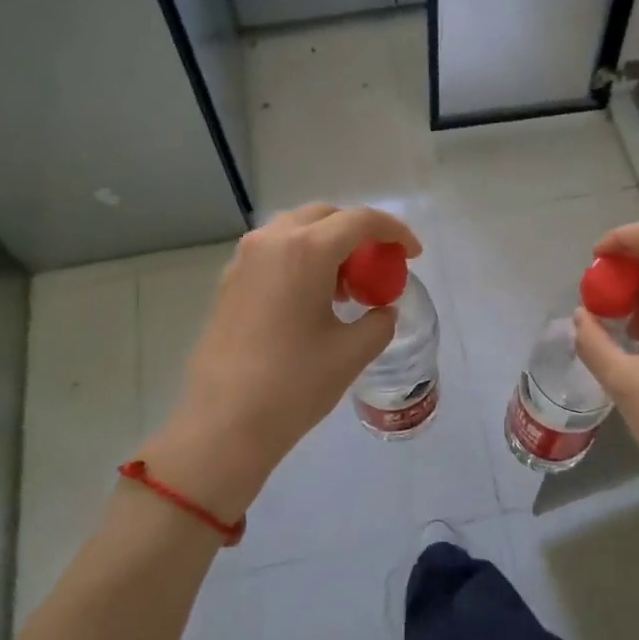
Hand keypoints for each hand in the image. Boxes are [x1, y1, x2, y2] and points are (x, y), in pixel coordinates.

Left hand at [139, 204, 420, 522]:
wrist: (225, 423)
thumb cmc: (295, 384)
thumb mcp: (352, 352)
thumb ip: (379, 321)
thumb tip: (382, 310)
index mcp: (306, 250)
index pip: (361, 221)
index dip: (395, 232)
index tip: (413, 254)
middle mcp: (272, 241)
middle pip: (326, 216)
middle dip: (359, 234)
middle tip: (379, 267)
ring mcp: (244, 260)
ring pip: (296, 231)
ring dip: (328, 245)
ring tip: (346, 287)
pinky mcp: (229, 282)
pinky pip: (274, 253)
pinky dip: (301, 260)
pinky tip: (311, 299)